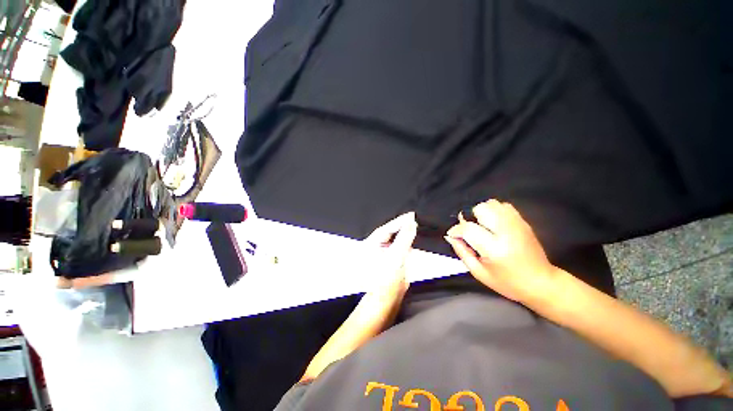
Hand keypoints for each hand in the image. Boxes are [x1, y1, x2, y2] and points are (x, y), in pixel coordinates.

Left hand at [362, 212, 417, 304]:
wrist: (387, 300)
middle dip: (403, 226)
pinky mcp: (392, 259)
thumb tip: (411, 223)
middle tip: (416, 219)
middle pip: (392, 232)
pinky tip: (416, 238)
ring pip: (397, 238)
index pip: (387, 228)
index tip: (412, 215)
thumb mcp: (396, 256)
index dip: (400, 221)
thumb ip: (404, 238)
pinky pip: (401, 246)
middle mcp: (377, 246)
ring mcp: (385, 252)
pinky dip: (408, 242)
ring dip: (406, 233)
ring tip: (417, 226)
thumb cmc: (385, 280)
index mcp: (372, 243)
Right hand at [444, 200, 557, 303]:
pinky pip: (503, 205)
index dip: (456, 230)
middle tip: (471, 231)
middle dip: (470, 218)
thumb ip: (462, 252)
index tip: (453, 235)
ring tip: (482, 226)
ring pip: (492, 204)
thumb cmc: (507, 282)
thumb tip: (451, 236)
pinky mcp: (523, 221)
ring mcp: (517, 224)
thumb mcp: (479, 272)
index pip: (468, 229)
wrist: (541, 283)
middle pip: (481, 209)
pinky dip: (494, 210)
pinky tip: (494, 223)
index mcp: (495, 249)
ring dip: (482, 213)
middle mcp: (507, 232)